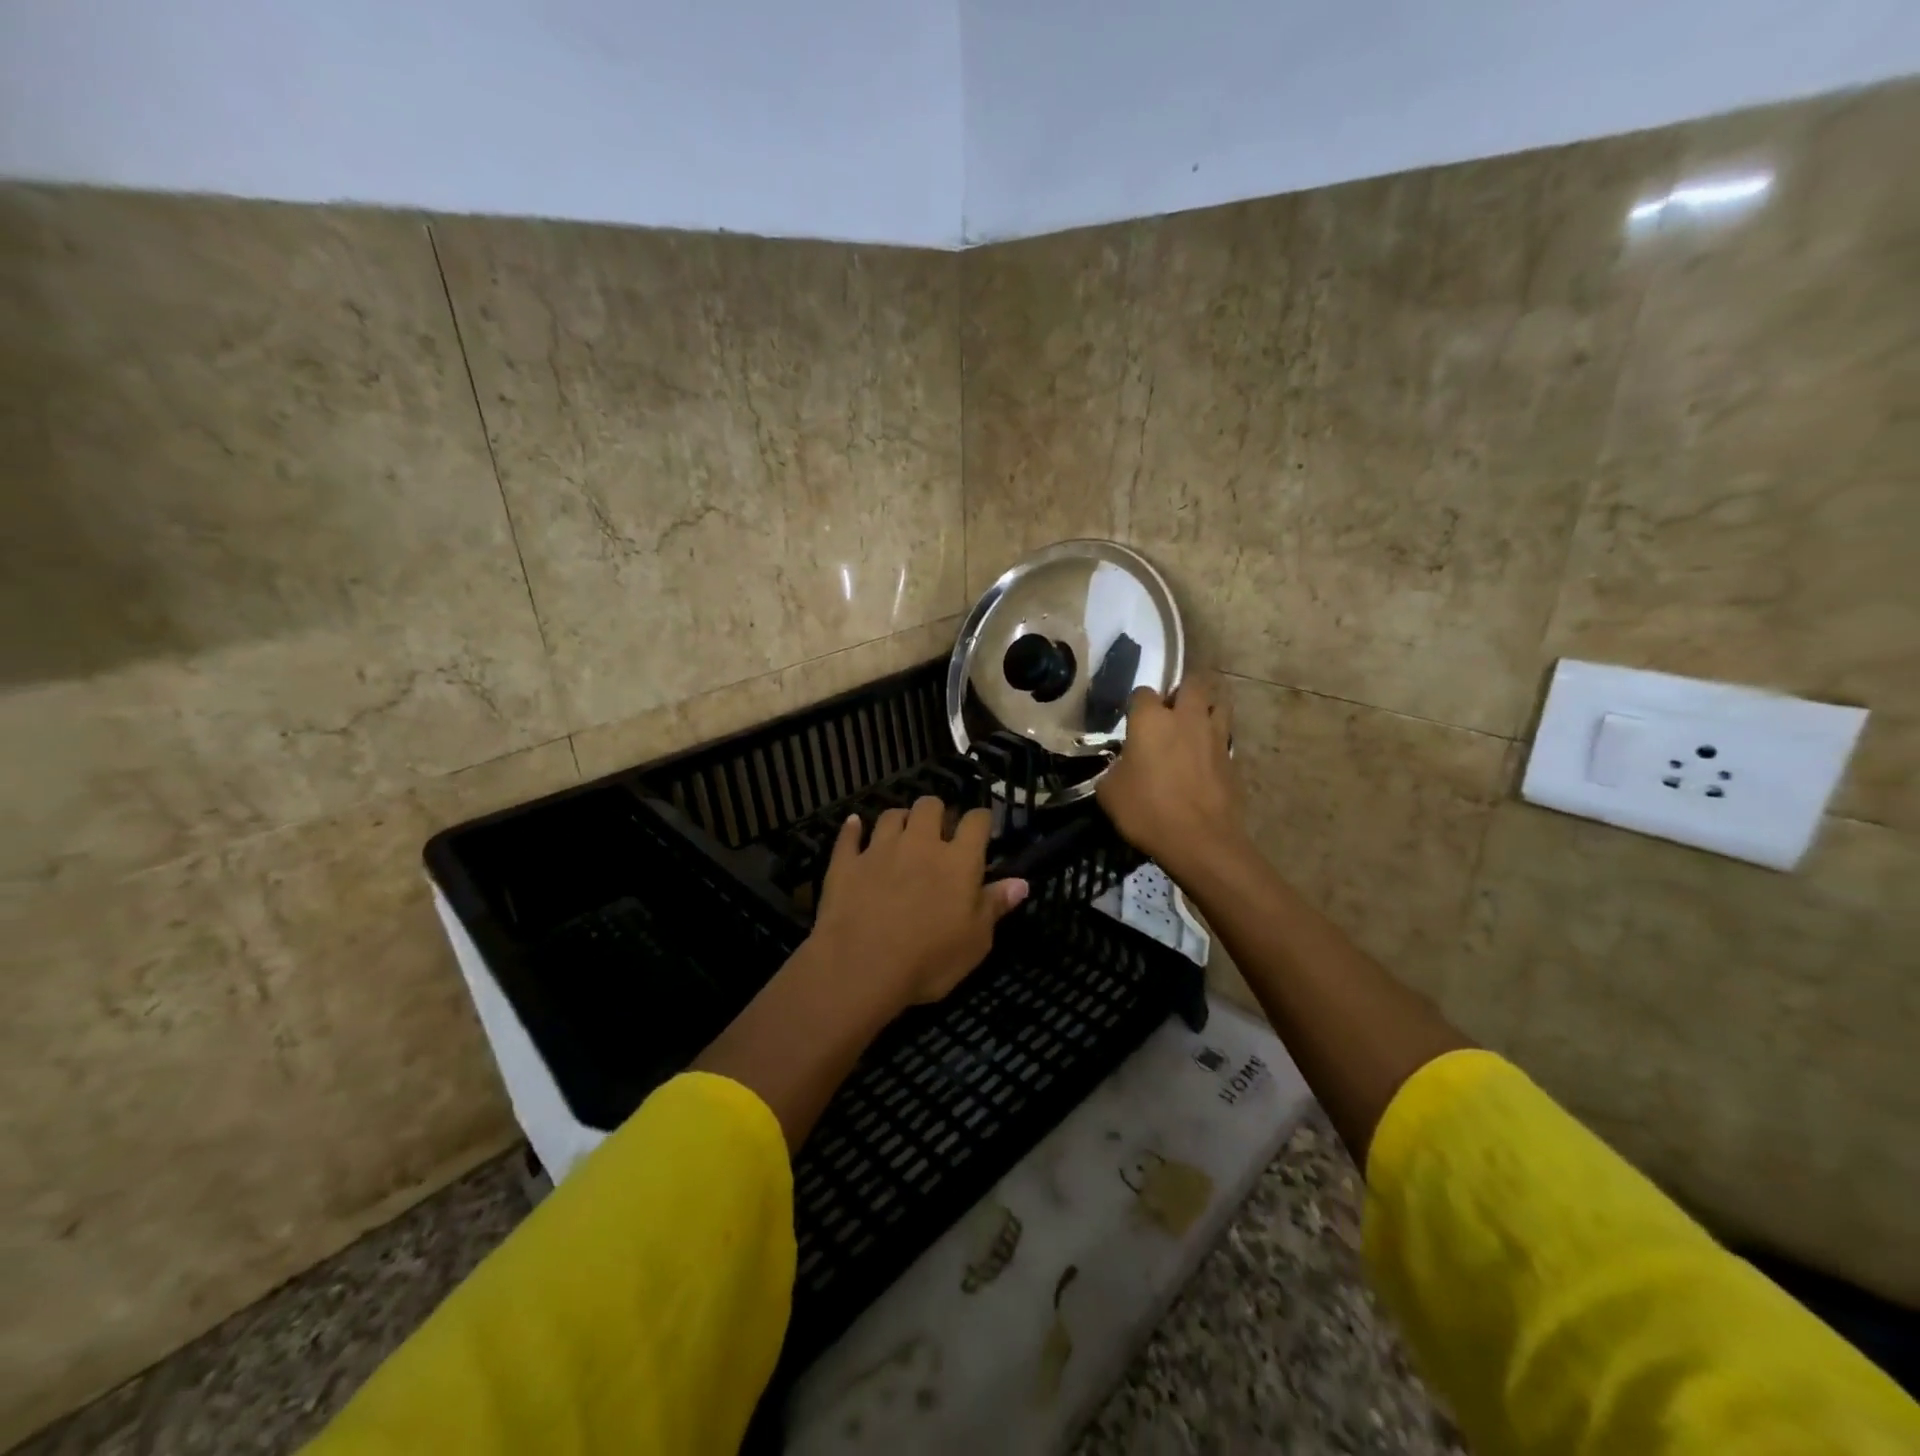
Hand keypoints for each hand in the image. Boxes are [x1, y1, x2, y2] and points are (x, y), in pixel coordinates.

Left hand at [809, 797, 1028, 1013]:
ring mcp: (880, 850)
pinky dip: (853, 829)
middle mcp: (920, 844)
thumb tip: (1021, 882)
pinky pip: (849, 836)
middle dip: (937, 812)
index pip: (976, 821)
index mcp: (958, 861)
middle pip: (930, 805)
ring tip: (902, 834)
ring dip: (900, 820)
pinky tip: (854, 826)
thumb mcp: (976, 942)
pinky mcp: (846, 863)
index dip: (981, 820)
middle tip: (939, 833)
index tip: (982, 829)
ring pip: (892, 815)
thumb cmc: (929, 959)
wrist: (861, 967)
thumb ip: (995, 906)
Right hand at [1096, 672, 1244, 879]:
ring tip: (1193, 726)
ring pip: (1218, 703)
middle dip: (1180, 691)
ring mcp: (1214, 736)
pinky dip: (1215, 740)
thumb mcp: (1110, 792)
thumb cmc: (1146, 810)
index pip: (1143, 692)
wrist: (1199, 841)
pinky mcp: (1233, 758)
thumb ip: (1114, 769)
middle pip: (1192, 682)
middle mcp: (1186, 718)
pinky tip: (1204, 758)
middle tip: (1169, 711)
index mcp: (1151, 720)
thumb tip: (1122, 766)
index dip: (1136, 705)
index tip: (1131, 721)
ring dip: (1205, 708)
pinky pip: (1224, 736)